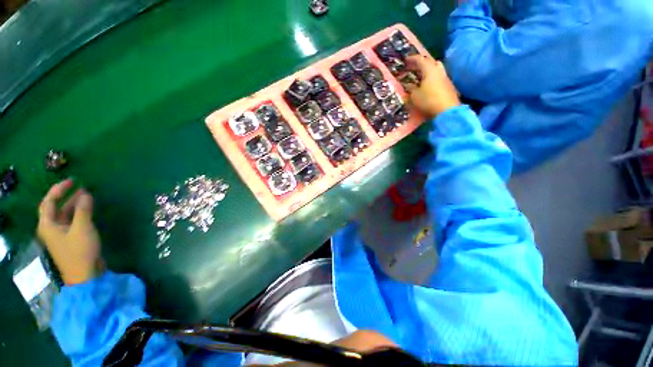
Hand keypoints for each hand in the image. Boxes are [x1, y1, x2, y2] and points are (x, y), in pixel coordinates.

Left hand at [37, 179, 102, 284]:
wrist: (85, 274)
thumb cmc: (79, 250)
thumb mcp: (82, 228)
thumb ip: (83, 210)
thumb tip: (85, 193)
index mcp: (48, 225)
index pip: (49, 202)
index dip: (58, 189)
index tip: (72, 180)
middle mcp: (51, 228)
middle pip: (56, 208)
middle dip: (67, 196)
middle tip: (82, 187)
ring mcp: (61, 234)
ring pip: (65, 215)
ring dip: (75, 205)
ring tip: (88, 196)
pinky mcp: (71, 239)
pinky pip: (72, 222)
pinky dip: (79, 214)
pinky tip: (88, 210)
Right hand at [405, 55, 460, 118]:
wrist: (447, 110)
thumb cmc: (428, 100)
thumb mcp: (415, 96)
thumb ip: (411, 88)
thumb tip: (408, 84)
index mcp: (429, 70)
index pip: (420, 59)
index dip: (412, 59)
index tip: (406, 60)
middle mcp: (438, 70)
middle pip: (430, 62)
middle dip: (421, 63)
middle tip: (413, 67)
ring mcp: (445, 77)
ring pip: (436, 69)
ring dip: (428, 70)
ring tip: (420, 75)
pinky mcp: (448, 85)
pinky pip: (438, 77)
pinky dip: (432, 77)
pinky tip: (427, 84)